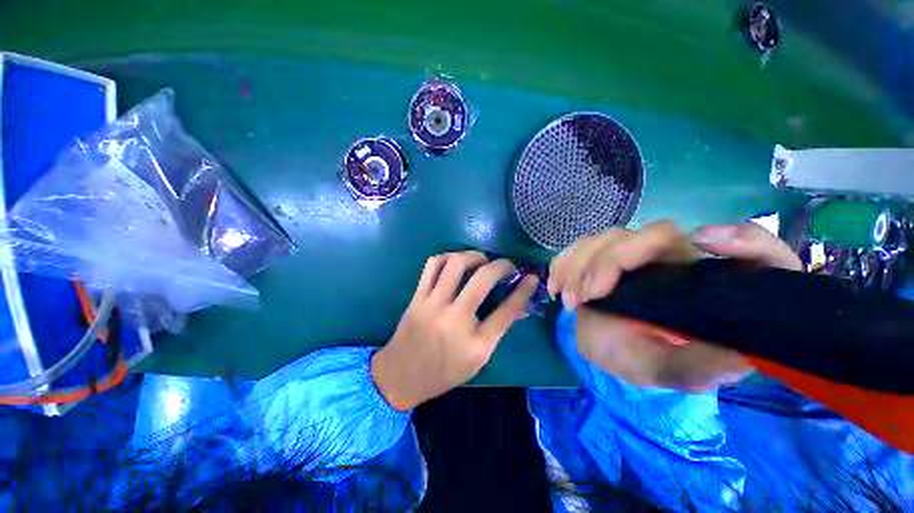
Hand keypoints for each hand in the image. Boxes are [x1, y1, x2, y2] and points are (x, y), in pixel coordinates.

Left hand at [372, 251, 538, 410]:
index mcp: (476, 344)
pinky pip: (433, 265)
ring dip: (474, 255)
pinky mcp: (418, 297)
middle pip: (483, 278)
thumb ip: (498, 331)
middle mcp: (455, 320)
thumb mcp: (478, 360)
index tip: (531, 277)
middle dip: (502, 265)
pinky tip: (456, 262)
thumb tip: (518, 304)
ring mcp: (433, 305)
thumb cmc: (444, 372)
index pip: (508, 310)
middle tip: (507, 265)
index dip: (524, 290)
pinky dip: (448, 257)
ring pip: (456, 264)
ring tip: (482, 260)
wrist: (401, 376)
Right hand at [549, 220, 801, 391]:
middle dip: (610, 261)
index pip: (741, 245)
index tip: (702, 244)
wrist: (607, 349)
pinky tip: (556, 285)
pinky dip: (564, 262)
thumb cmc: (644, 360)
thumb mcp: (672, 372)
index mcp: (703, 284)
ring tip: (568, 299)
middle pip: (652, 233)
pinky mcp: (604, 256)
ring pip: (608, 237)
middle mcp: (672, 261)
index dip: (739, 238)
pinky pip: (581, 246)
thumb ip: (700, 367)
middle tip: (586, 295)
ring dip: (580, 264)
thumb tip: (742, 354)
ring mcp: (634, 255)